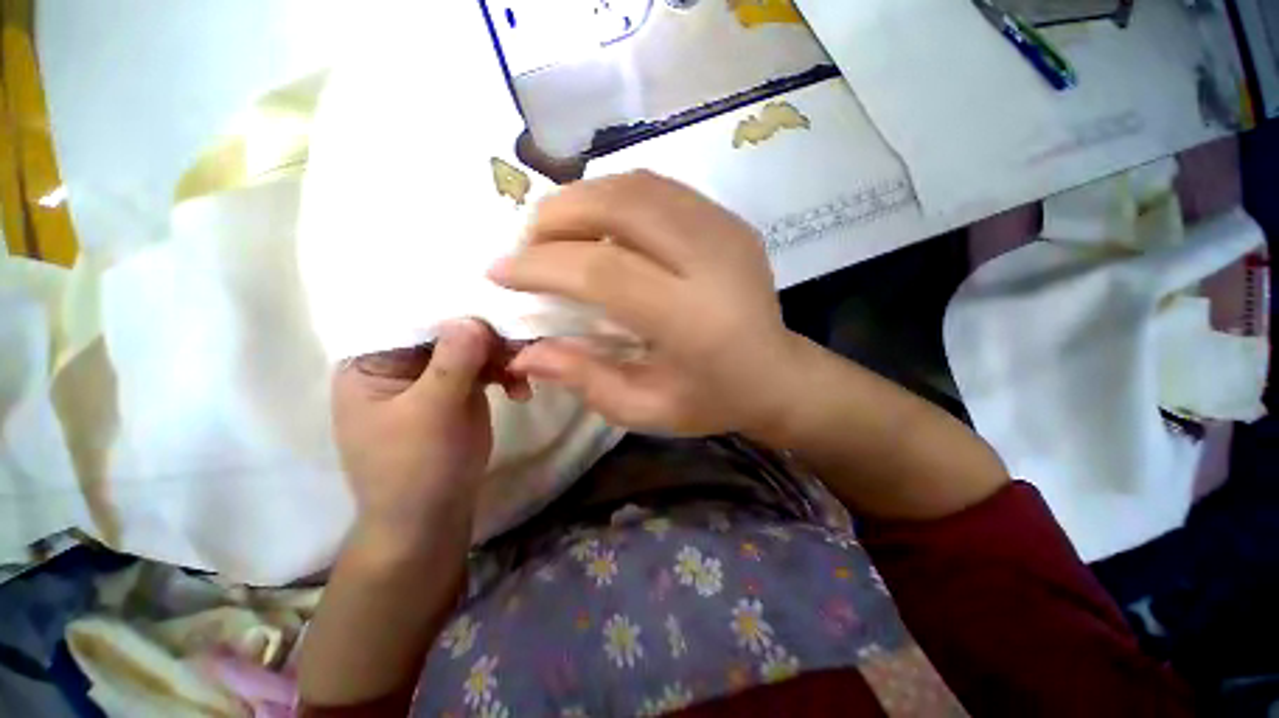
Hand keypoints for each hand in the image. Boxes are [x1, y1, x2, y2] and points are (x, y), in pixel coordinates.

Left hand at [330, 320, 502, 546]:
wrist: (431, 517)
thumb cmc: (415, 469)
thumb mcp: (430, 414)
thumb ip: (452, 363)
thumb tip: (473, 318)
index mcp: (373, 360)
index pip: (414, 317)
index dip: (455, 310)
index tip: (497, 311)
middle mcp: (402, 361)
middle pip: (450, 330)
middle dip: (489, 338)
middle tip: (522, 351)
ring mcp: (434, 375)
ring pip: (474, 347)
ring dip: (503, 358)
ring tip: (524, 378)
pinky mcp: (460, 389)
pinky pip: (487, 367)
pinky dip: (506, 374)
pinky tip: (520, 392)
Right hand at [489, 171, 802, 436]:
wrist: (777, 374)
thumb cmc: (713, 400)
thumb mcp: (646, 409)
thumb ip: (585, 379)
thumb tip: (525, 352)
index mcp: (693, 319)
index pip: (603, 271)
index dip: (542, 265)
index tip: (499, 272)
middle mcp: (712, 261)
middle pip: (620, 207)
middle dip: (556, 217)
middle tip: (526, 245)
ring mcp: (726, 231)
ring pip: (637, 186)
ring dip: (582, 198)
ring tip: (555, 231)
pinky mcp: (729, 220)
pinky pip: (659, 189)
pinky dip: (615, 196)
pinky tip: (599, 224)